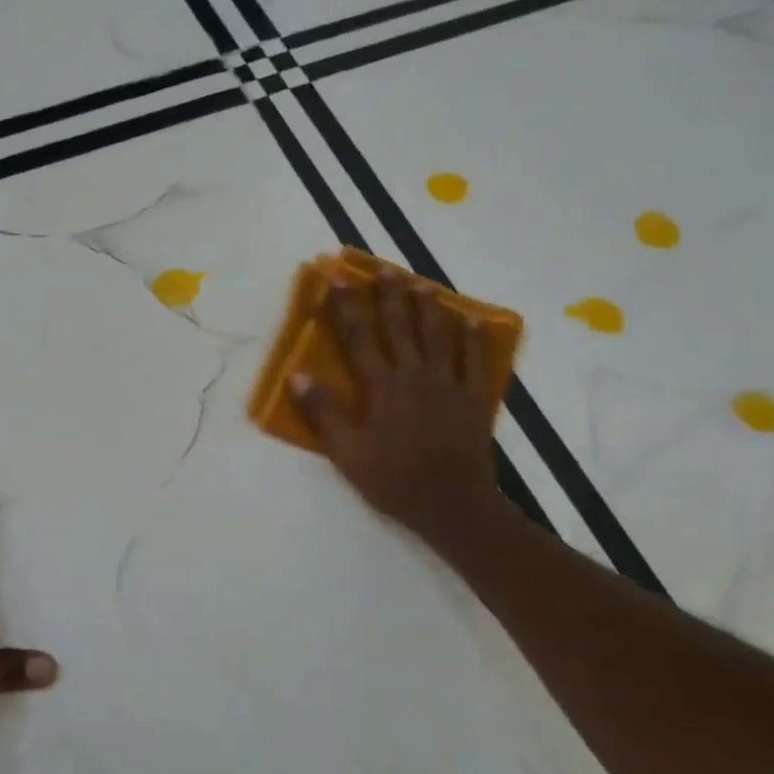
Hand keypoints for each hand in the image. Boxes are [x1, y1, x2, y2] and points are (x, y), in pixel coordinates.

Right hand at [290, 272, 503, 549]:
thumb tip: (297, 376)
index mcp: (381, 386)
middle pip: (399, 326)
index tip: (337, 278)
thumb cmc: (393, 479)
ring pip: (438, 334)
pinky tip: (471, 319)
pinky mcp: (473, 397)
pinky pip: (475, 359)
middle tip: (383, 269)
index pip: (358, 337)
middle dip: (389, 295)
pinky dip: (473, 336)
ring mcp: (448, 383)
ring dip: (428, 306)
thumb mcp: (347, 453)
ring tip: (422, 284)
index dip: (346, 306)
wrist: (452, 504)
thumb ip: (324, 413)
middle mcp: (414, 374)